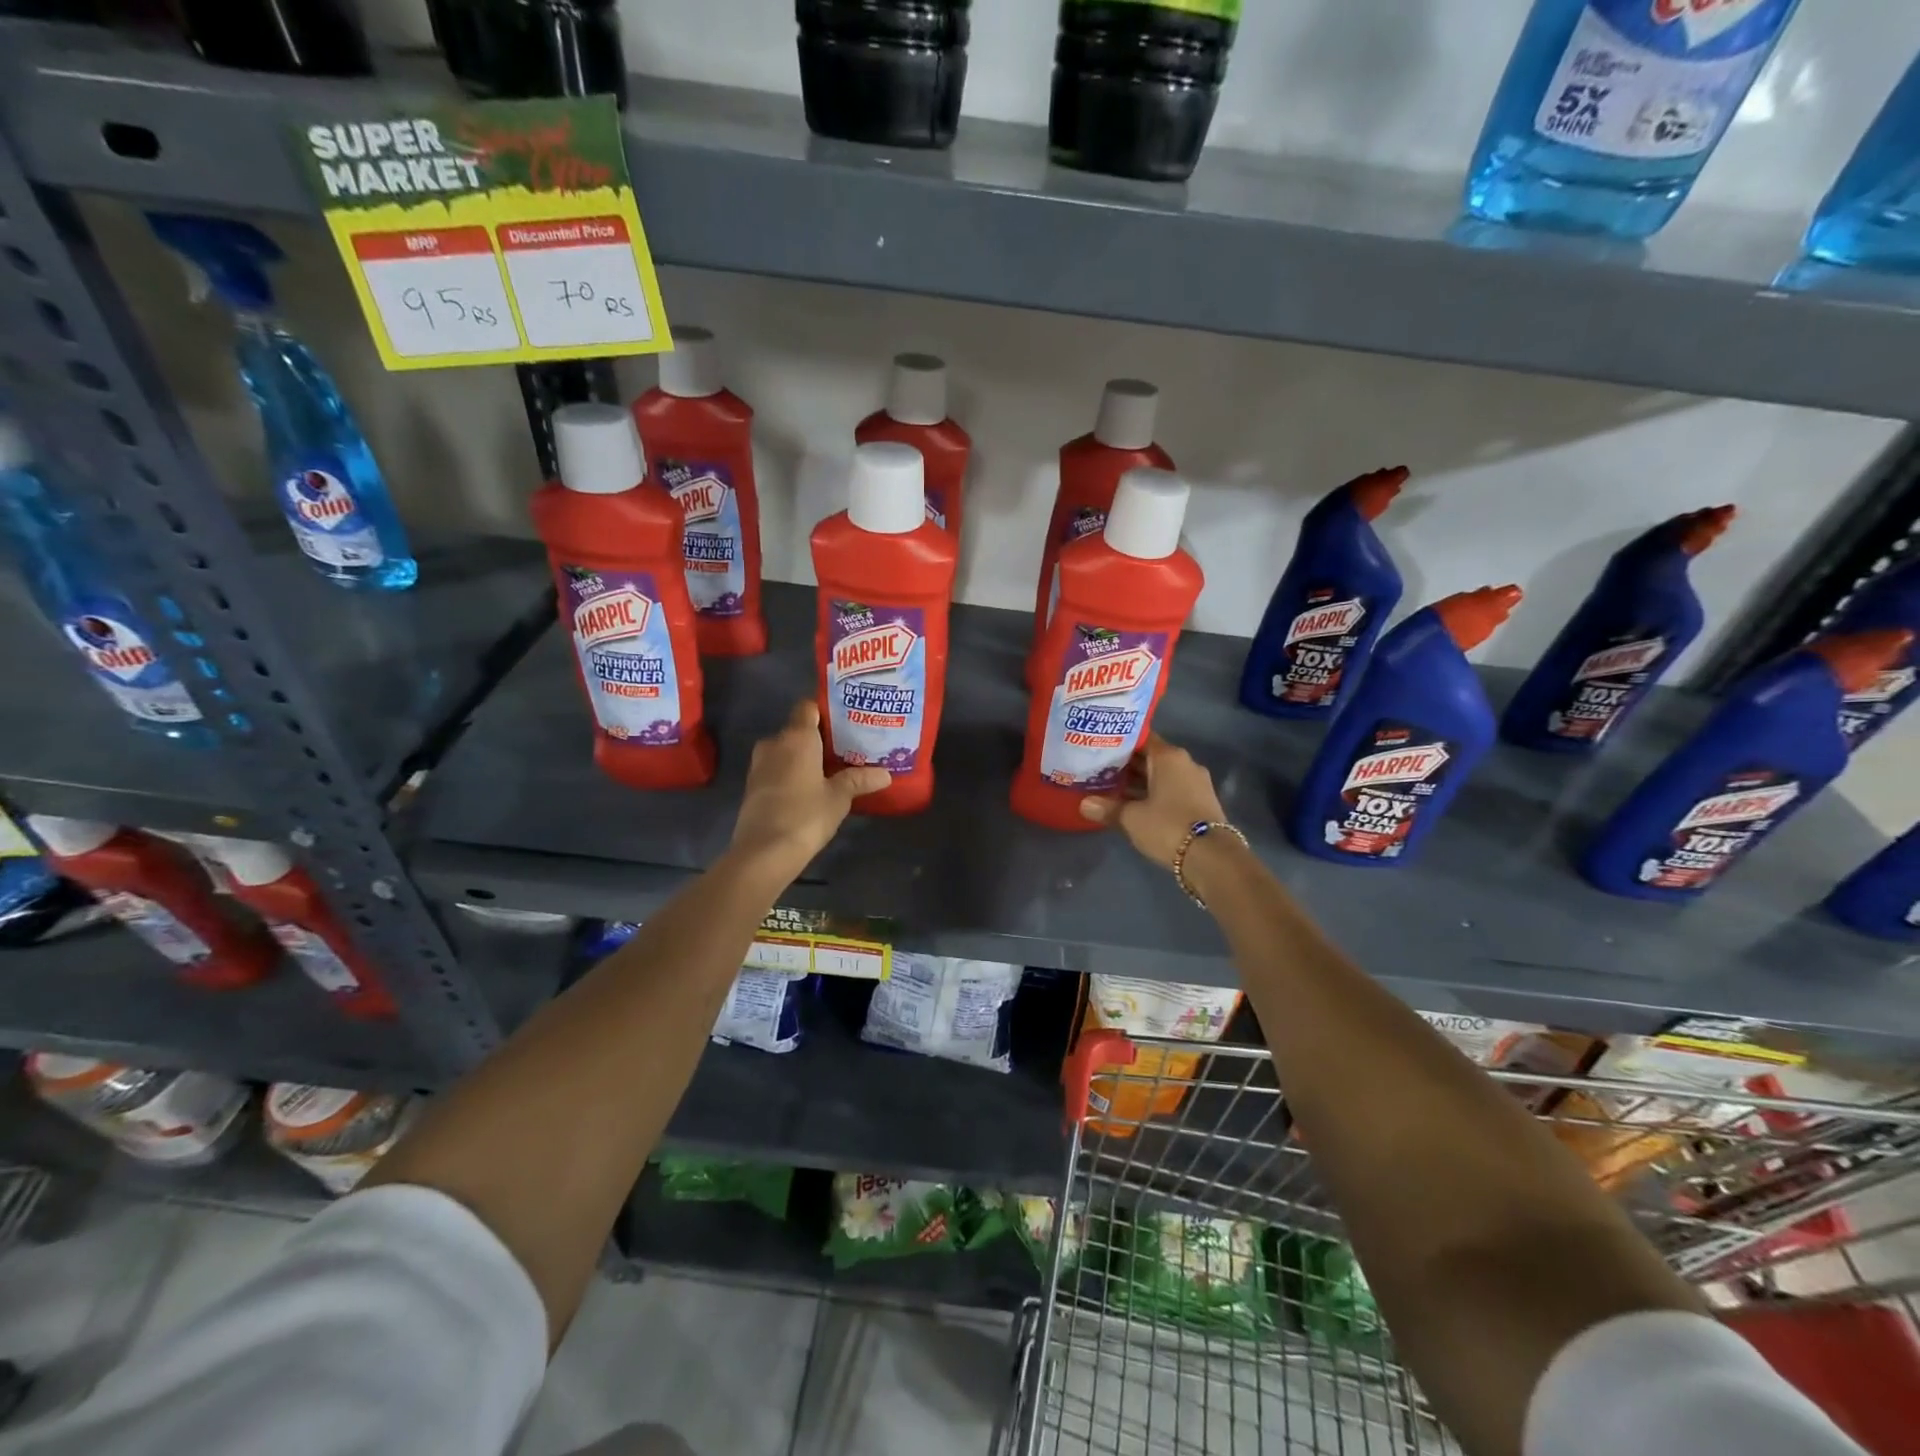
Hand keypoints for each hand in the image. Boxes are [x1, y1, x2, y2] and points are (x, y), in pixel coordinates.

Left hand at [729, 700, 889, 879]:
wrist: (764, 852)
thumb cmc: (806, 815)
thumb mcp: (839, 798)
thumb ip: (859, 780)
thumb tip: (885, 774)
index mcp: (796, 737)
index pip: (808, 707)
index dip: (825, 711)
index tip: (845, 722)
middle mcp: (774, 743)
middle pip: (797, 730)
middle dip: (818, 738)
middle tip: (844, 749)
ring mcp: (759, 765)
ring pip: (785, 750)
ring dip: (803, 757)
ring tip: (829, 769)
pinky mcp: (752, 786)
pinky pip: (776, 768)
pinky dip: (790, 772)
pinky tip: (808, 788)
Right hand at [1079, 734, 1227, 869]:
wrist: (1212, 858)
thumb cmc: (1168, 826)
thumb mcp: (1131, 818)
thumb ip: (1107, 808)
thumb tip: (1084, 804)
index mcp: (1169, 757)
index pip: (1141, 738)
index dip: (1118, 742)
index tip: (1098, 746)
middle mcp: (1185, 763)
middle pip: (1150, 757)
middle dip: (1125, 764)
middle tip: (1097, 768)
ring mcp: (1196, 783)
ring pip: (1160, 775)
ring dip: (1138, 782)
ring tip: (1109, 787)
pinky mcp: (1200, 802)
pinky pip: (1170, 790)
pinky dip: (1152, 794)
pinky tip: (1132, 804)